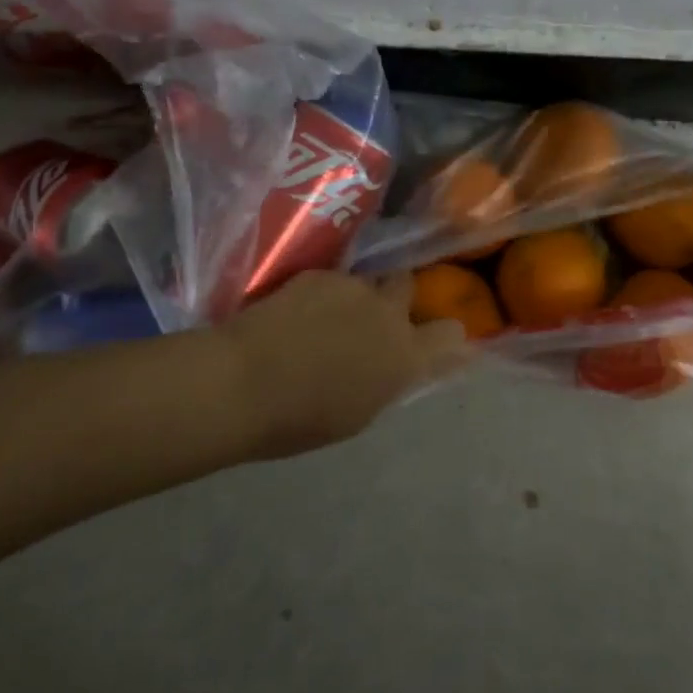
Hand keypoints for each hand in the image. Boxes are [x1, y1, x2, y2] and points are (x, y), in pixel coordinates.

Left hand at [217, 270, 469, 457]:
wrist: (241, 381)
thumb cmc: (298, 419)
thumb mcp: (357, 413)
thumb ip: (386, 381)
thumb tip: (395, 366)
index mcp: (404, 356)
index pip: (451, 334)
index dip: (445, 336)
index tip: (434, 340)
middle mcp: (387, 314)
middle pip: (408, 287)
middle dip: (396, 298)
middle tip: (372, 319)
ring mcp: (353, 287)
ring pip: (367, 282)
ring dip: (356, 297)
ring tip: (325, 318)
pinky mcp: (320, 274)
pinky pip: (333, 280)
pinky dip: (323, 294)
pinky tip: (295, 314)